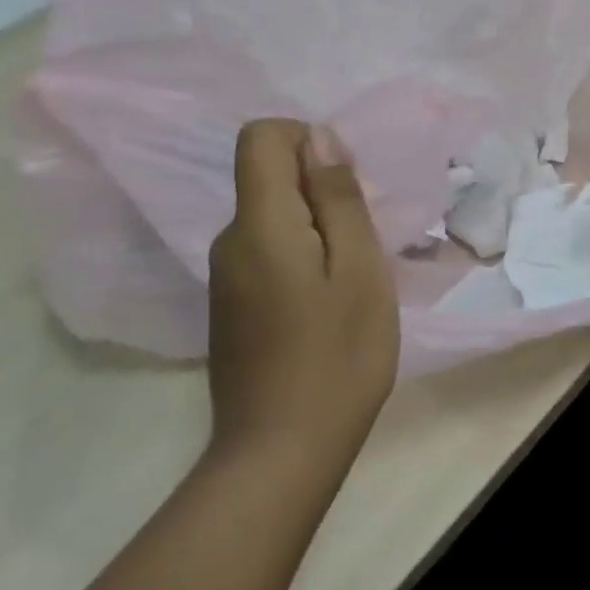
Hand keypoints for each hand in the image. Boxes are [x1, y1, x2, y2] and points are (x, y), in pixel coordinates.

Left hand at [207, 120, 398, 467]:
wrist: (282, 452)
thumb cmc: (338, 355)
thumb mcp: (359, 268)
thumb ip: (338, 198)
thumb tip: (319, 138)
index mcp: (259, 224)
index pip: (260, 137)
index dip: (306, 141)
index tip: (346, 187)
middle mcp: (229, 241)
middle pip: (268, 178)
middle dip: (321, 192)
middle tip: (364, 246)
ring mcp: (225, 278)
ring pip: (273, 219)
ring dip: (318, 230)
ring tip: (353, 280)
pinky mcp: (231, 308)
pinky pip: (268, 253)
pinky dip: (302, 259)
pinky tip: (328, 307)